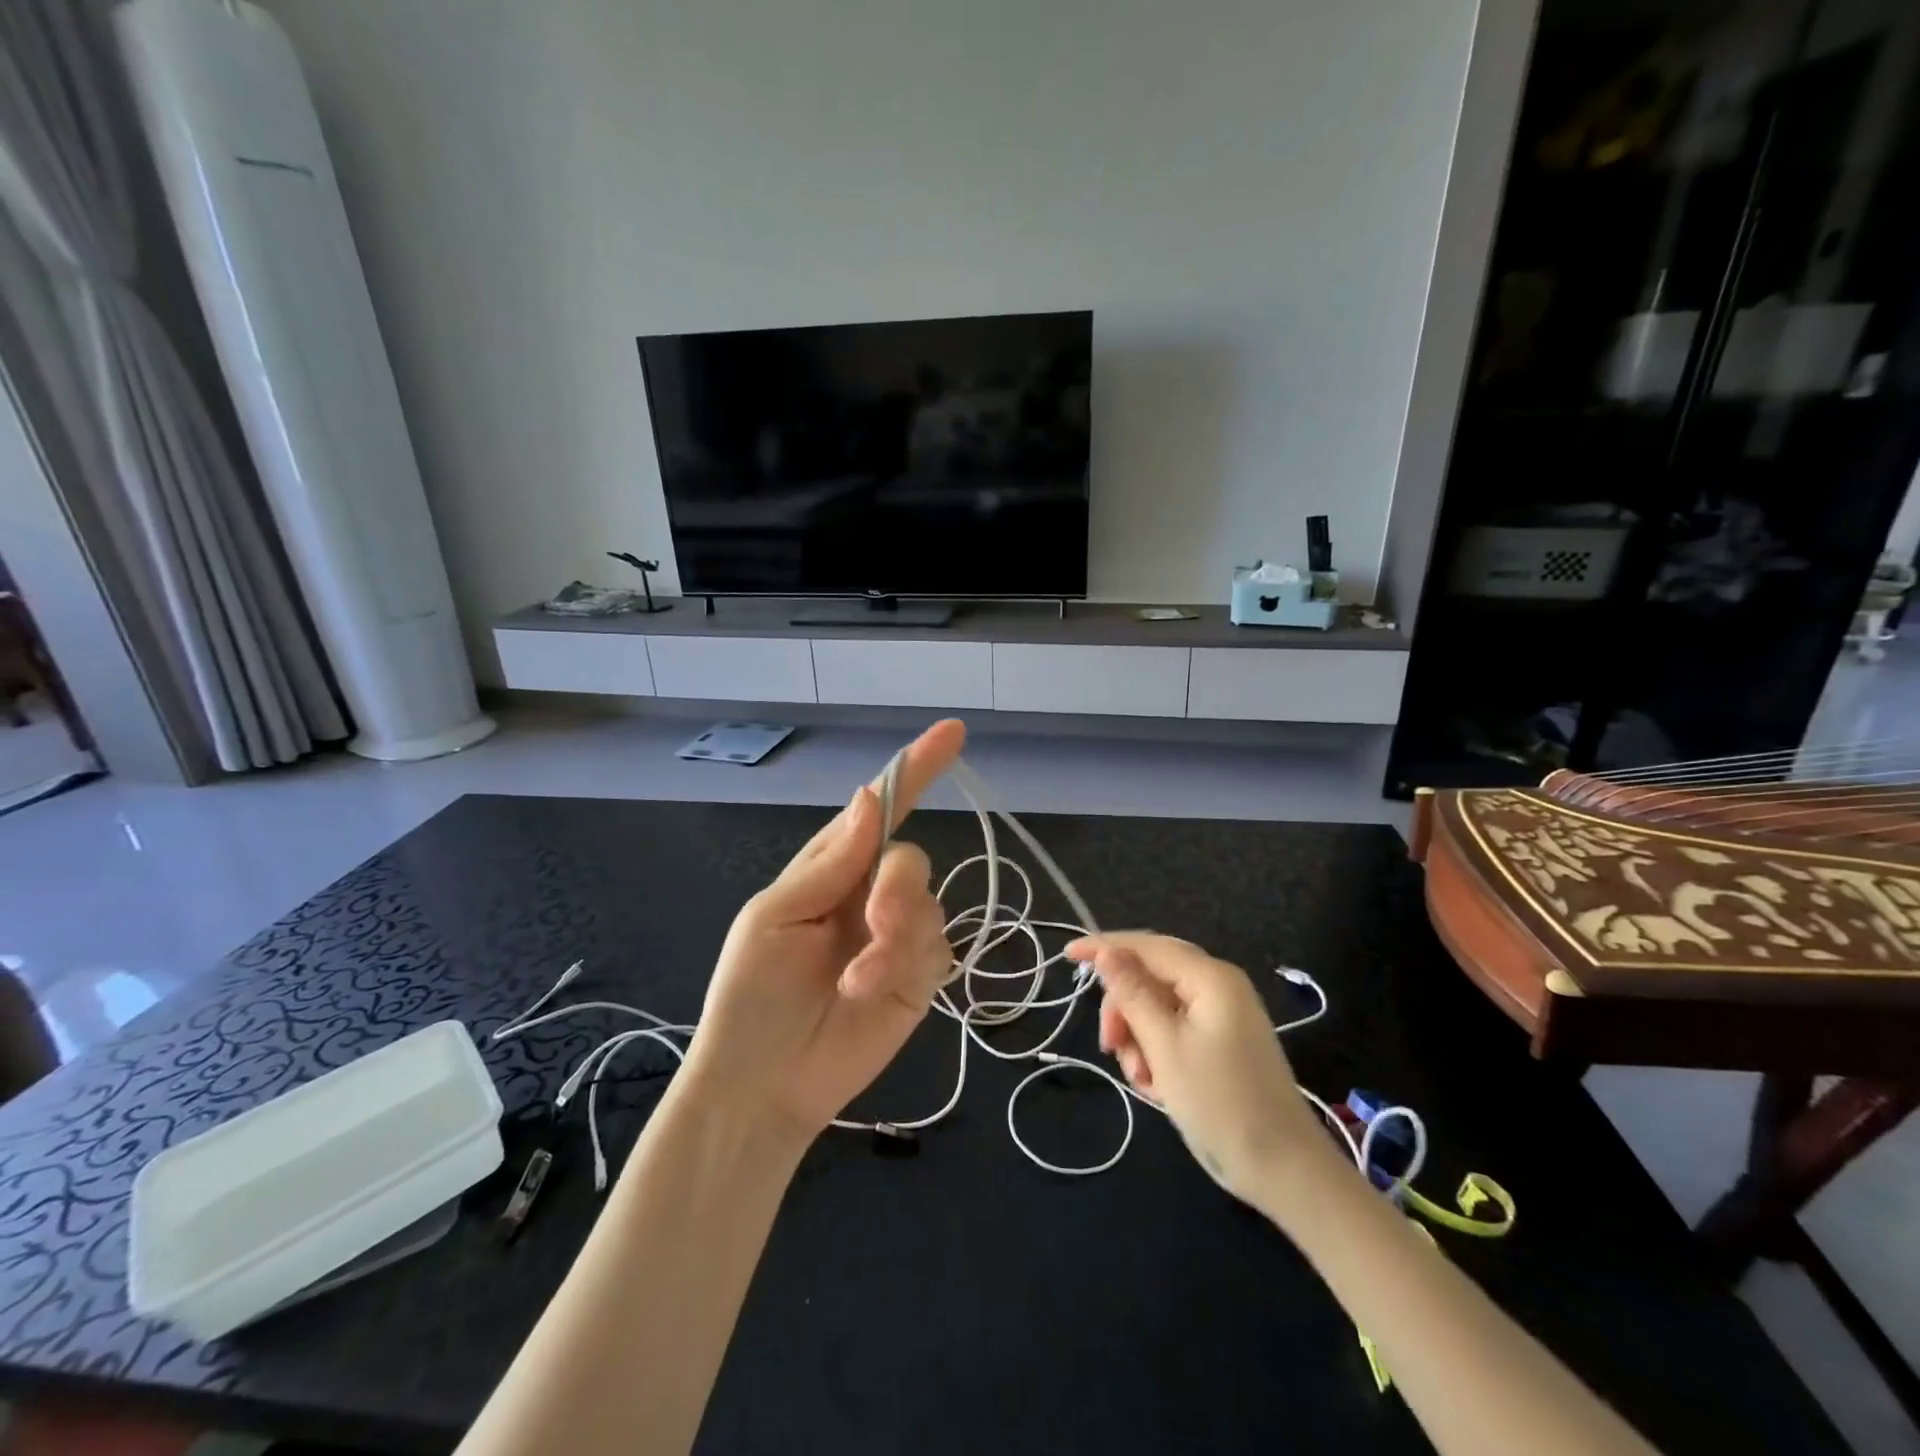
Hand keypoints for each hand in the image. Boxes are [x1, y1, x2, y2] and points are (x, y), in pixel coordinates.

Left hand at [683, 720, 965, 1145]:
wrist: (763, 1083)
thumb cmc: (751, 993)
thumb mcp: (775, 916)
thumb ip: (830, 861)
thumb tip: (870, 797)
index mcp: (832, 867)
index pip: (880, 809)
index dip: (915, 770)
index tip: (951, 733)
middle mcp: (869, 893)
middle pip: (910, 858)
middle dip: (898, 886)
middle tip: (875, 922)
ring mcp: (898, 936)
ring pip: (928, 904)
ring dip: (895, 938)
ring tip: (856, 980)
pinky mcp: (919, 976)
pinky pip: (936, 947)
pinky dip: (904, 964)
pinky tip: (869, 991)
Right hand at [1067, 932, 1326, 1203]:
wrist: (1285, 1171)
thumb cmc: (1221, 1102)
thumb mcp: (1165, 1046)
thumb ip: (1133, 993)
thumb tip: (1107, 951)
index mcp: (1210, 978)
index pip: (1147, 946)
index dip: (1104, 947)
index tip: (1067, 954)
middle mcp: (1218, 988)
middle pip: (1151, 977)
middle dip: (1124, 1009)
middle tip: (1109, 1046)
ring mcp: (1222, 1017)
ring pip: (1158, 1009)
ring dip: (1139, 1039)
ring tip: (1141, 1079)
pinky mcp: (1222, 1045)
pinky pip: (1174, 1033)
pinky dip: (1157, 1054)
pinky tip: (1157, 1088)